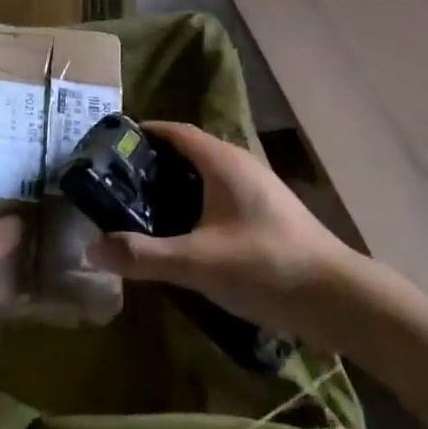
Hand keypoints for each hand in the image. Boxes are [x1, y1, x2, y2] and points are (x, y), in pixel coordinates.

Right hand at [87, 121, 355, 341]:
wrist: (336, 297)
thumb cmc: (264, 266)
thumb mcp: (196, 263)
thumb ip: (143, 255)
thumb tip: (91, 248)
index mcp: (222, 160)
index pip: (175, 131)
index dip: (145, 133)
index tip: (113, 146)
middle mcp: (240, 163)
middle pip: (190, 150)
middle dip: (155, 162)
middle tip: (119, 182)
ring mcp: (258, 187)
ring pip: (207, 174)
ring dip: (177, 184)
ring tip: (144, 207)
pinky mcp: (268, 212)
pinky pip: (222, 194)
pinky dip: (197, 202)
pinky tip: (186, 232)